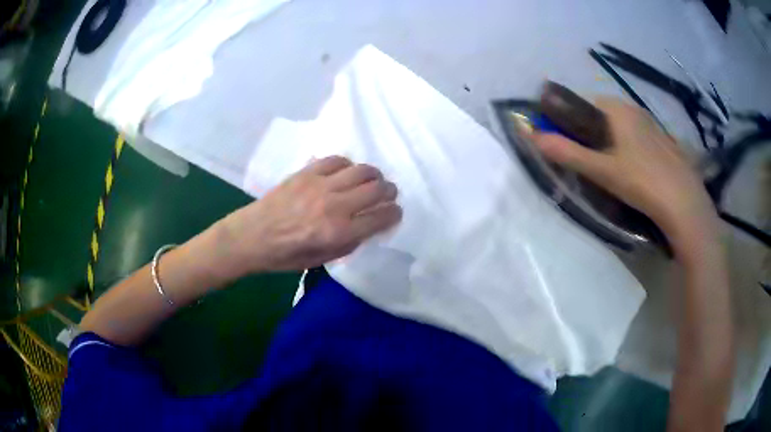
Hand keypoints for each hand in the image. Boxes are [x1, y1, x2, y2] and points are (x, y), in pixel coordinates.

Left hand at [210, 156, 401, 278]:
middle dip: (390, 192)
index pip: (381, 217)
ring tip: (372, 180)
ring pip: (362, 170)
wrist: (251, 236)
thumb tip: (368, 225)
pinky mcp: (307, 172)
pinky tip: (346, 173)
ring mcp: (320, 185)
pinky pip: (337, 160)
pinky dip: (348, 165)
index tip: (395, 212)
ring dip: (374, 175)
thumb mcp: (322, 260)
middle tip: (388, 194)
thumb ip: (349, 242)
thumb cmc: (285, 256)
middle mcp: (334, 206)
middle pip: (377, 189)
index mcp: (339, 233)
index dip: (394, 214)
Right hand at [530, 98, 718, 253]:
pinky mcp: (664, 141)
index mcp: (617, 108)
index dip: (570, 119)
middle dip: (591, 131)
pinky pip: (638, 136)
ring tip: (612, 169)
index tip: (568, 143)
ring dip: (611, 140)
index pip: (583, 102)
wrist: (684, 203)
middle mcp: (634, 108)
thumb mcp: (601, 170)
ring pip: (622, 125)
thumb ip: (566, 152)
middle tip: (590, 161)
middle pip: (603, 113)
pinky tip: (635, 171)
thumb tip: (530, 135)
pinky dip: (630, 146)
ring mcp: (652, 124)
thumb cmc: (641, 181)